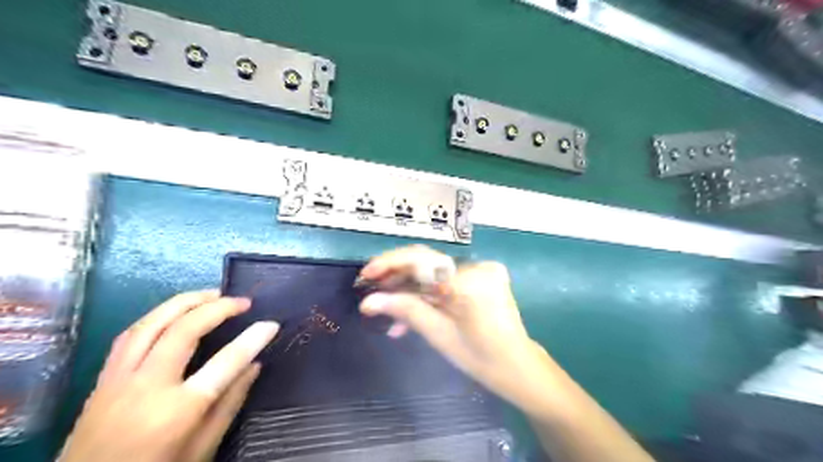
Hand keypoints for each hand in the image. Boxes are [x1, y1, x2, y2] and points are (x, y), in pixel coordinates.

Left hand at [58, 291, 279, 460]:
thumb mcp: (202, 448)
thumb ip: (230, 403)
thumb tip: (254, 365)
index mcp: (177, 410)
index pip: (226, 362)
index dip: (253, 338)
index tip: (272, 324)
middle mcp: (146, 387)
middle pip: (184, 330)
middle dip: (218, 308)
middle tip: (242, 301)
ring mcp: (119, 379)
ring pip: (152, 323)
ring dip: (185, 301)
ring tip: (212, 294)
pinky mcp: (103, 379)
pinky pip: (130, 334)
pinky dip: (157, 315)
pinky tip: (175, 312)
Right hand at [361, 246, 543, 408]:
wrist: (517, 365)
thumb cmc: (480, 358)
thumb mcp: (439, 335)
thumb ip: (405, 310)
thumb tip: (368, 301)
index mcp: (469, 282)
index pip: (423, 260)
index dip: (390, 264)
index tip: (366, 275)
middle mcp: (478, 266)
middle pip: (428, 262)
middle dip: (397, 275)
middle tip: (372, 288)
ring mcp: (483, 268)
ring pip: (435, 271)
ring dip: (410, 287)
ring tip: (387, 304)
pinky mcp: (483, 274)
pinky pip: (447, 277)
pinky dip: (429, 291)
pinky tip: (412, 308)